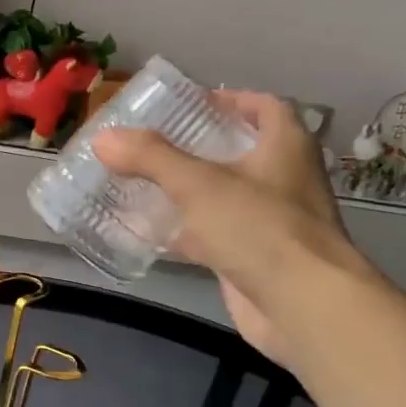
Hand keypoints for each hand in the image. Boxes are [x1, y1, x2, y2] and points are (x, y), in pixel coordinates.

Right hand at [93, 90, 371, 362]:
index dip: (229, 100)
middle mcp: (283, 179)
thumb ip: (150, 158)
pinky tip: (147, 233)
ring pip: (221, 197)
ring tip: (139, 182)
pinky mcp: (253, 259)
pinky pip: (213, 236)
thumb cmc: (260, 229)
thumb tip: (103, 137)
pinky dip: (184, 232)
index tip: (189, 105)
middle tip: (150, 145)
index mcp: (285, 147)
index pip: (264, 107)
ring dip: (186, 191)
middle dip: (196, 148)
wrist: (302, 306)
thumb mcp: (199, 185)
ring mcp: (269, 222)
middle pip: (238, 152)